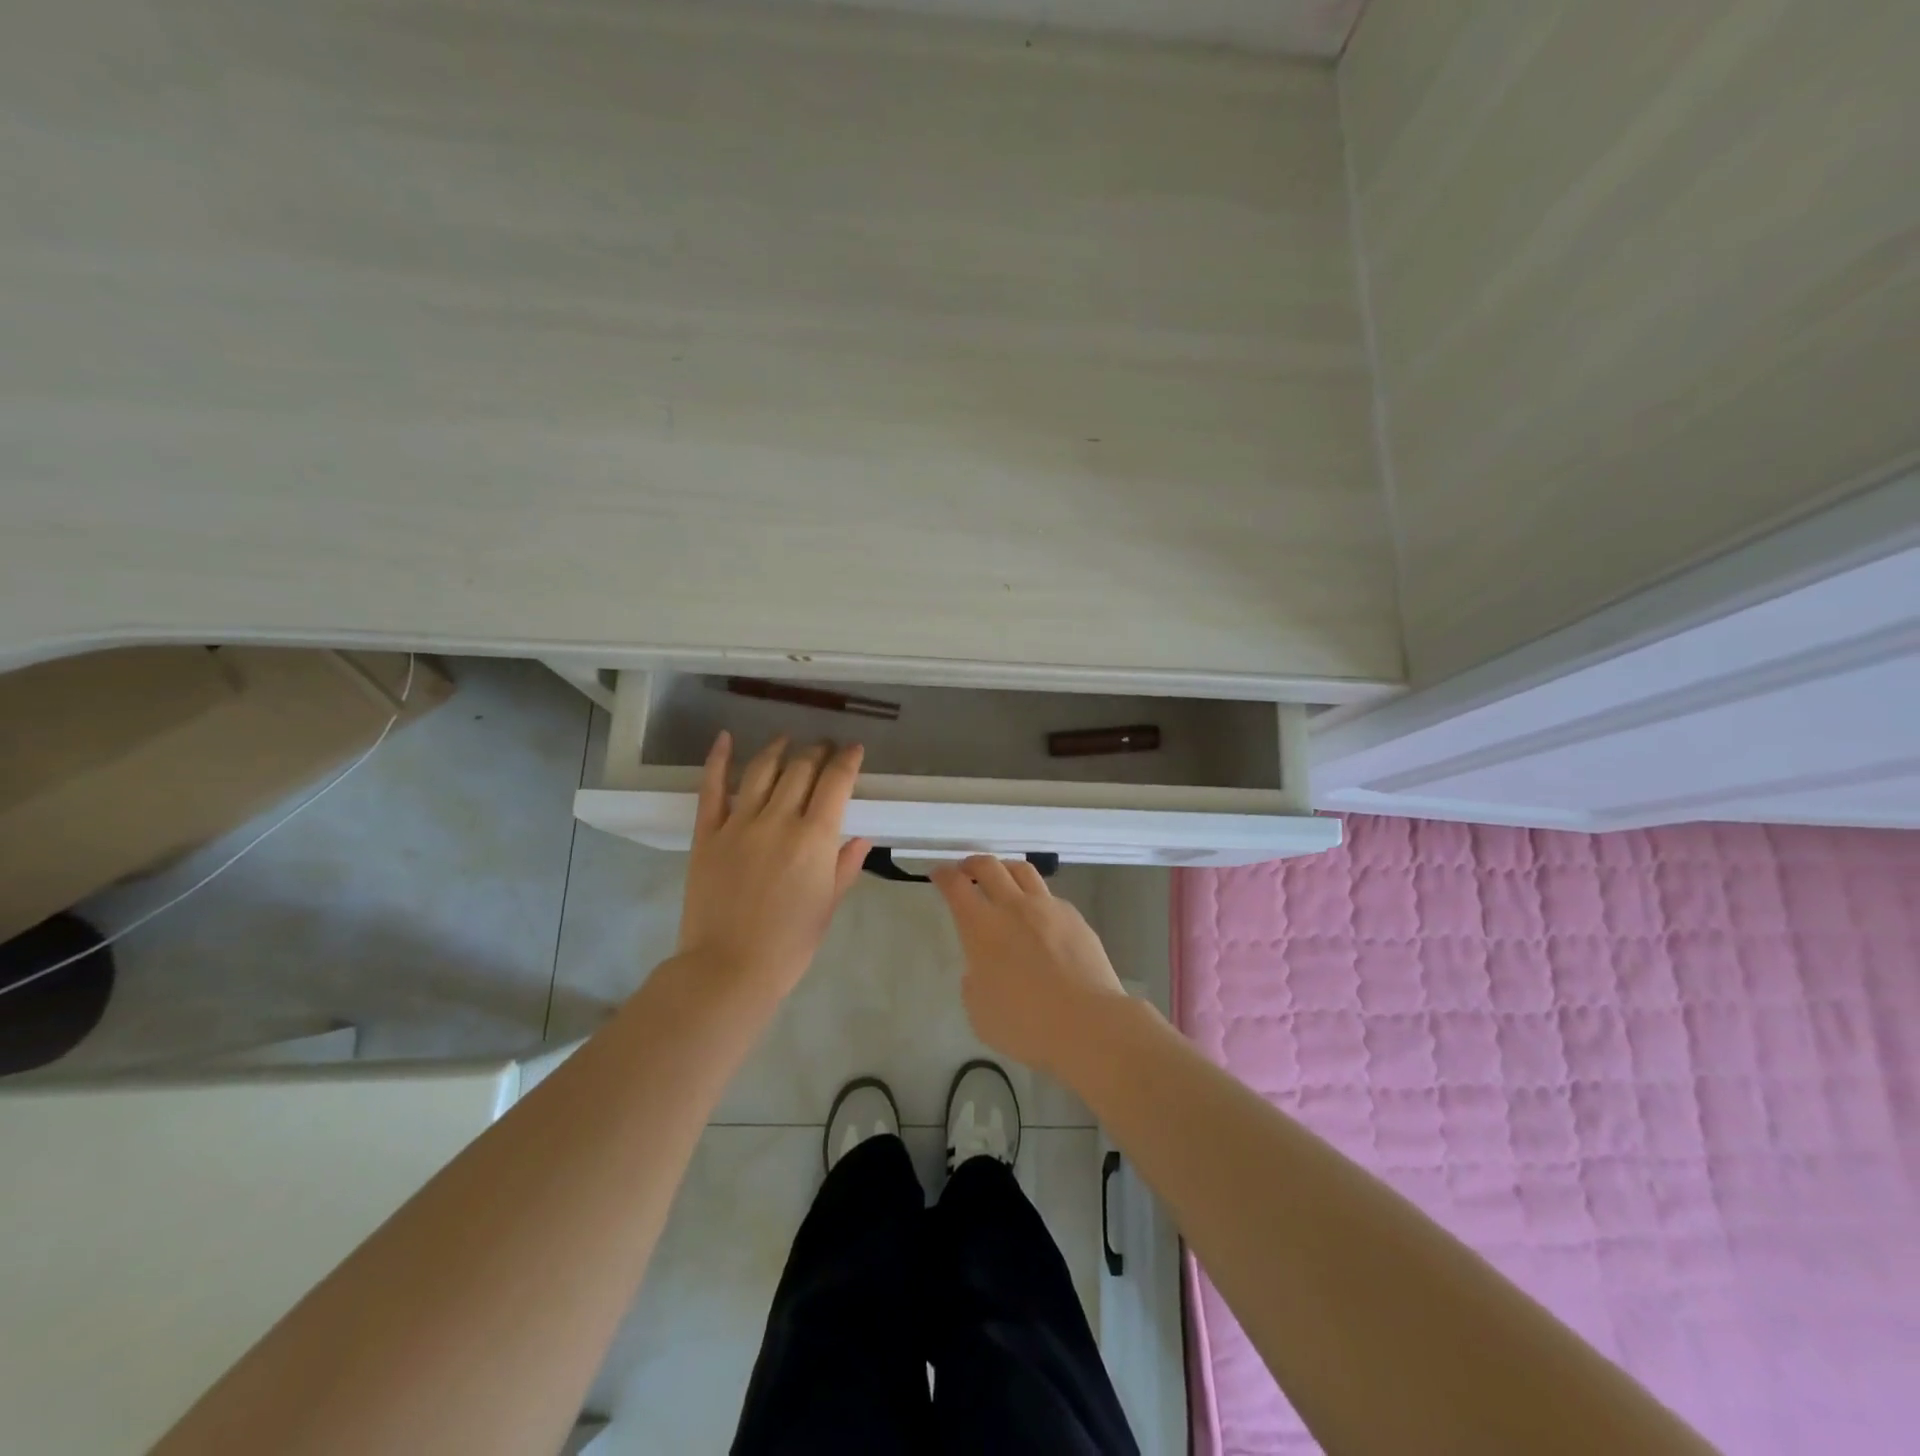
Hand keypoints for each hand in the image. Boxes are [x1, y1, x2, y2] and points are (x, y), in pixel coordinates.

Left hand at [676, 732, 871, 999]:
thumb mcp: (828, 905)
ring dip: (778, 749)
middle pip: (801, 769)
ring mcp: (739, 823)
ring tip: (787, 740)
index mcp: (814, 838)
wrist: (729, 969)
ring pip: (761, 770)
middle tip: (824, 747)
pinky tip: (725, 738)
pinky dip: (718, 759)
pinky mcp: (707, 833)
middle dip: (817, 751)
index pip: (836, 782)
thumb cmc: (790, 944)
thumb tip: (862, 836)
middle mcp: (778, 819)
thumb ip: (845, 865)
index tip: (853, 750)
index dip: (847, 760)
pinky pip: (711, 788)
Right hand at [931, 855, 1128, 1077]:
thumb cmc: (1025, 1025)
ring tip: (1002, 878)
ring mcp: (1047, 908)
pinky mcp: (1074, 917)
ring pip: (1022, 870)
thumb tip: (984, 966)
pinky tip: (1038, 917)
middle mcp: (1013, 907)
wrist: (1087, 1023)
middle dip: (972, 863)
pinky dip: (1035, 898)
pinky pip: (1049, 896)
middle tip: (966, 870)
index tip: (938, 873)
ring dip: (1005, 868)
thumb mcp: (979, 1011)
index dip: (944, 875)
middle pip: (989, 866)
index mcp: (982, 927)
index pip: (956, 886)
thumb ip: (975, 981)